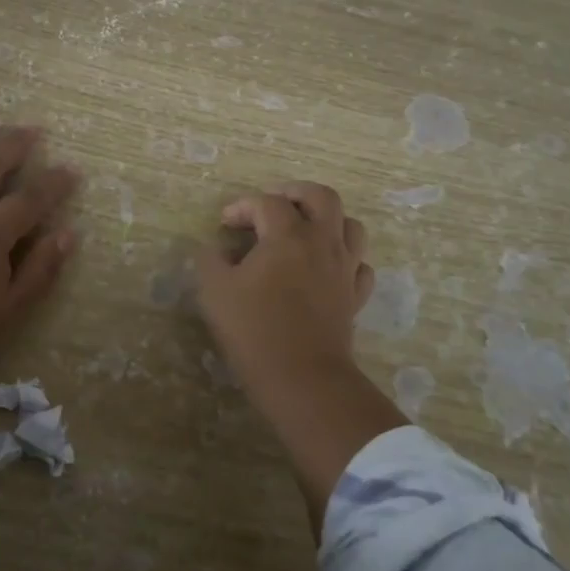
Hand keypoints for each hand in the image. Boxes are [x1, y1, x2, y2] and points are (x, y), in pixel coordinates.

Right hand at [195, 182, 374, 387]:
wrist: (302, 377)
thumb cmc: (255, 330)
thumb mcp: (215, 291)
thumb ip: (210, 260)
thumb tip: (216, 249)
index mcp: (288, 235)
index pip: (266, 203)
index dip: (241, 206)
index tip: (224, 223)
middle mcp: (322, 242)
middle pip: (321, 197)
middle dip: (295, 193)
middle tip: (273, 204)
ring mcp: (344, 268)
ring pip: (350, 226)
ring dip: (327, 220)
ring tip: (304, 230)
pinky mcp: (355, 295)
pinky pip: (359, 264)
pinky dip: (343, 258)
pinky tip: (325, 268)